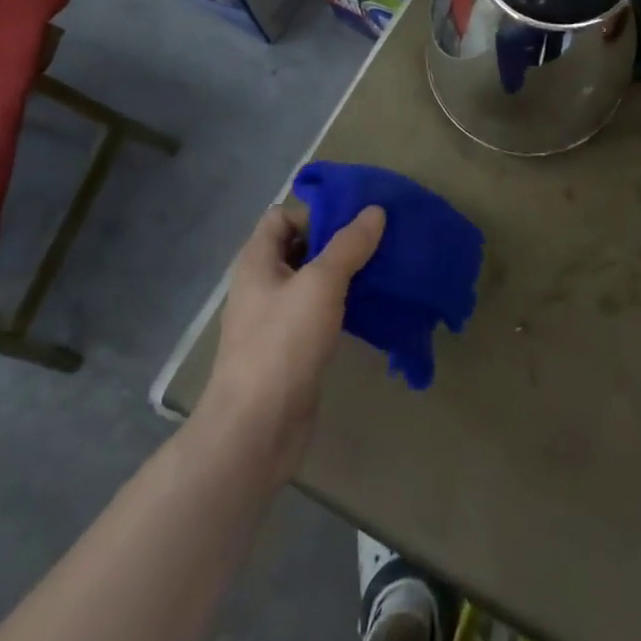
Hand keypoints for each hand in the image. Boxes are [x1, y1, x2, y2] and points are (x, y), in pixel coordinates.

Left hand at [206, 202, 384, 479]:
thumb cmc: (282, 344)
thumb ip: (348, 245)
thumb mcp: (320, 284)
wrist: (256, 429)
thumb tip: (374, 211)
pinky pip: (319, 313)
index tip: (356, 219)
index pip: (282, 216)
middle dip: (338, 241)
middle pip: (300, 247)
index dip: (315, 212)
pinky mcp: (291, 349)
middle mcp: (262, 285)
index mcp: (257, 262)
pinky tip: (371, 307)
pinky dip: (342, 305)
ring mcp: (275, 320)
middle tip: (380, 240)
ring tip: (384, 268)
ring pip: (313, 282)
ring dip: (344, 273)